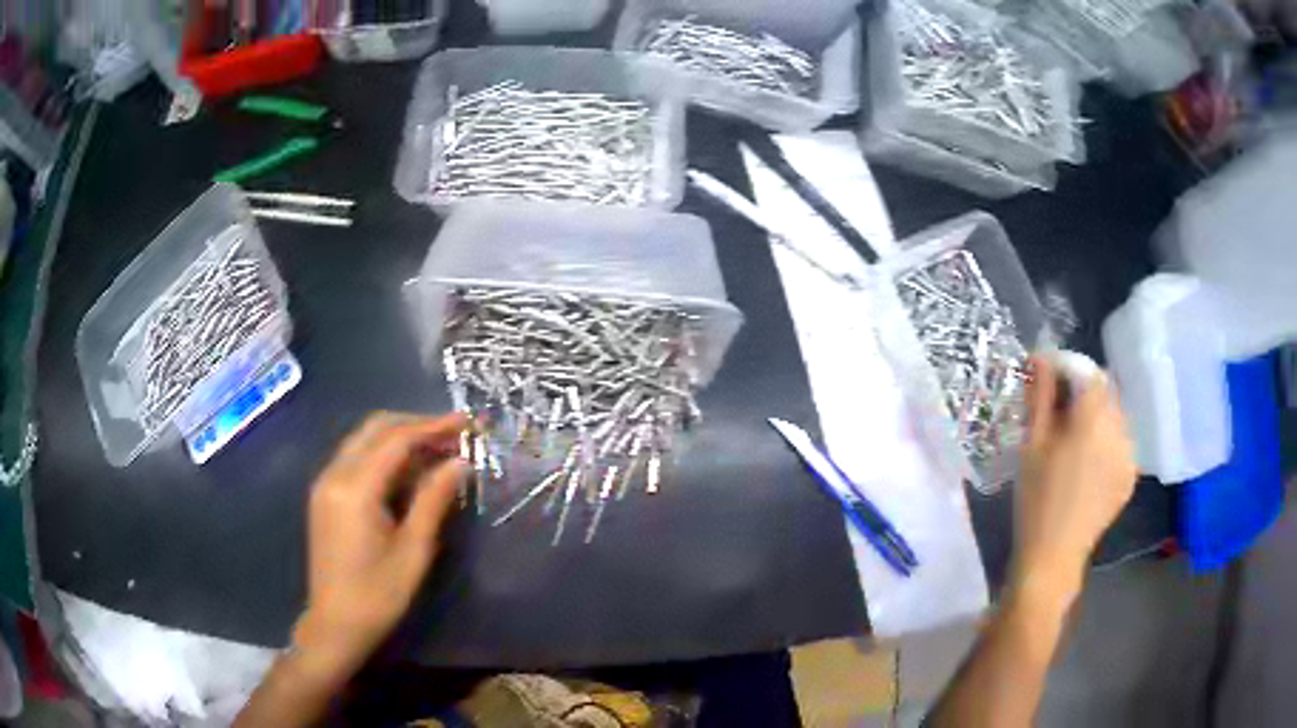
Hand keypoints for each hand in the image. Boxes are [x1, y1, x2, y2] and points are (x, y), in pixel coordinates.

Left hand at [293, 412, 467, 674]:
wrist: (335, 624)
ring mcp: (324, 482)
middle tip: (454, 434)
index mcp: (355, 488)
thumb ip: (433, 500)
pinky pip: (355, 457)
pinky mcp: (324, 494)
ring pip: (363, 439)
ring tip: (437, 449)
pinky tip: (408, 470)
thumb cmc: (379, 595)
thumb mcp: (414, 551)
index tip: (467, 422)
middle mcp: (334, 474)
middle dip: (416, 424)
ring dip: (399, 437)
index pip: (396, 439)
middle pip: (376, 428)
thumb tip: (460, 462)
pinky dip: (383, 454)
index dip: (433, 426)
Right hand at [1012, 356, 1136, 602]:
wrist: (1053, 556)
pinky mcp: (1131, 476)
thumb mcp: (1032, 444)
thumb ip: (1040, 395)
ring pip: (1114, 417)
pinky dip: (1106, 442)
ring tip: (1073, 443)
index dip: (1068, 370)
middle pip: (1105, 393)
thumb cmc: (1036, 499)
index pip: (1089, 372)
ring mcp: (1130, 455)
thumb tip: (1041, 357)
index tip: (1048, 382)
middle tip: (1058, 416)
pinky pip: (1120, 442)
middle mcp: (1120, 430)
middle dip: (1083, 395)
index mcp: (1094, 419)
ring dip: (1096, 417)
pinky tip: (1088, 464)